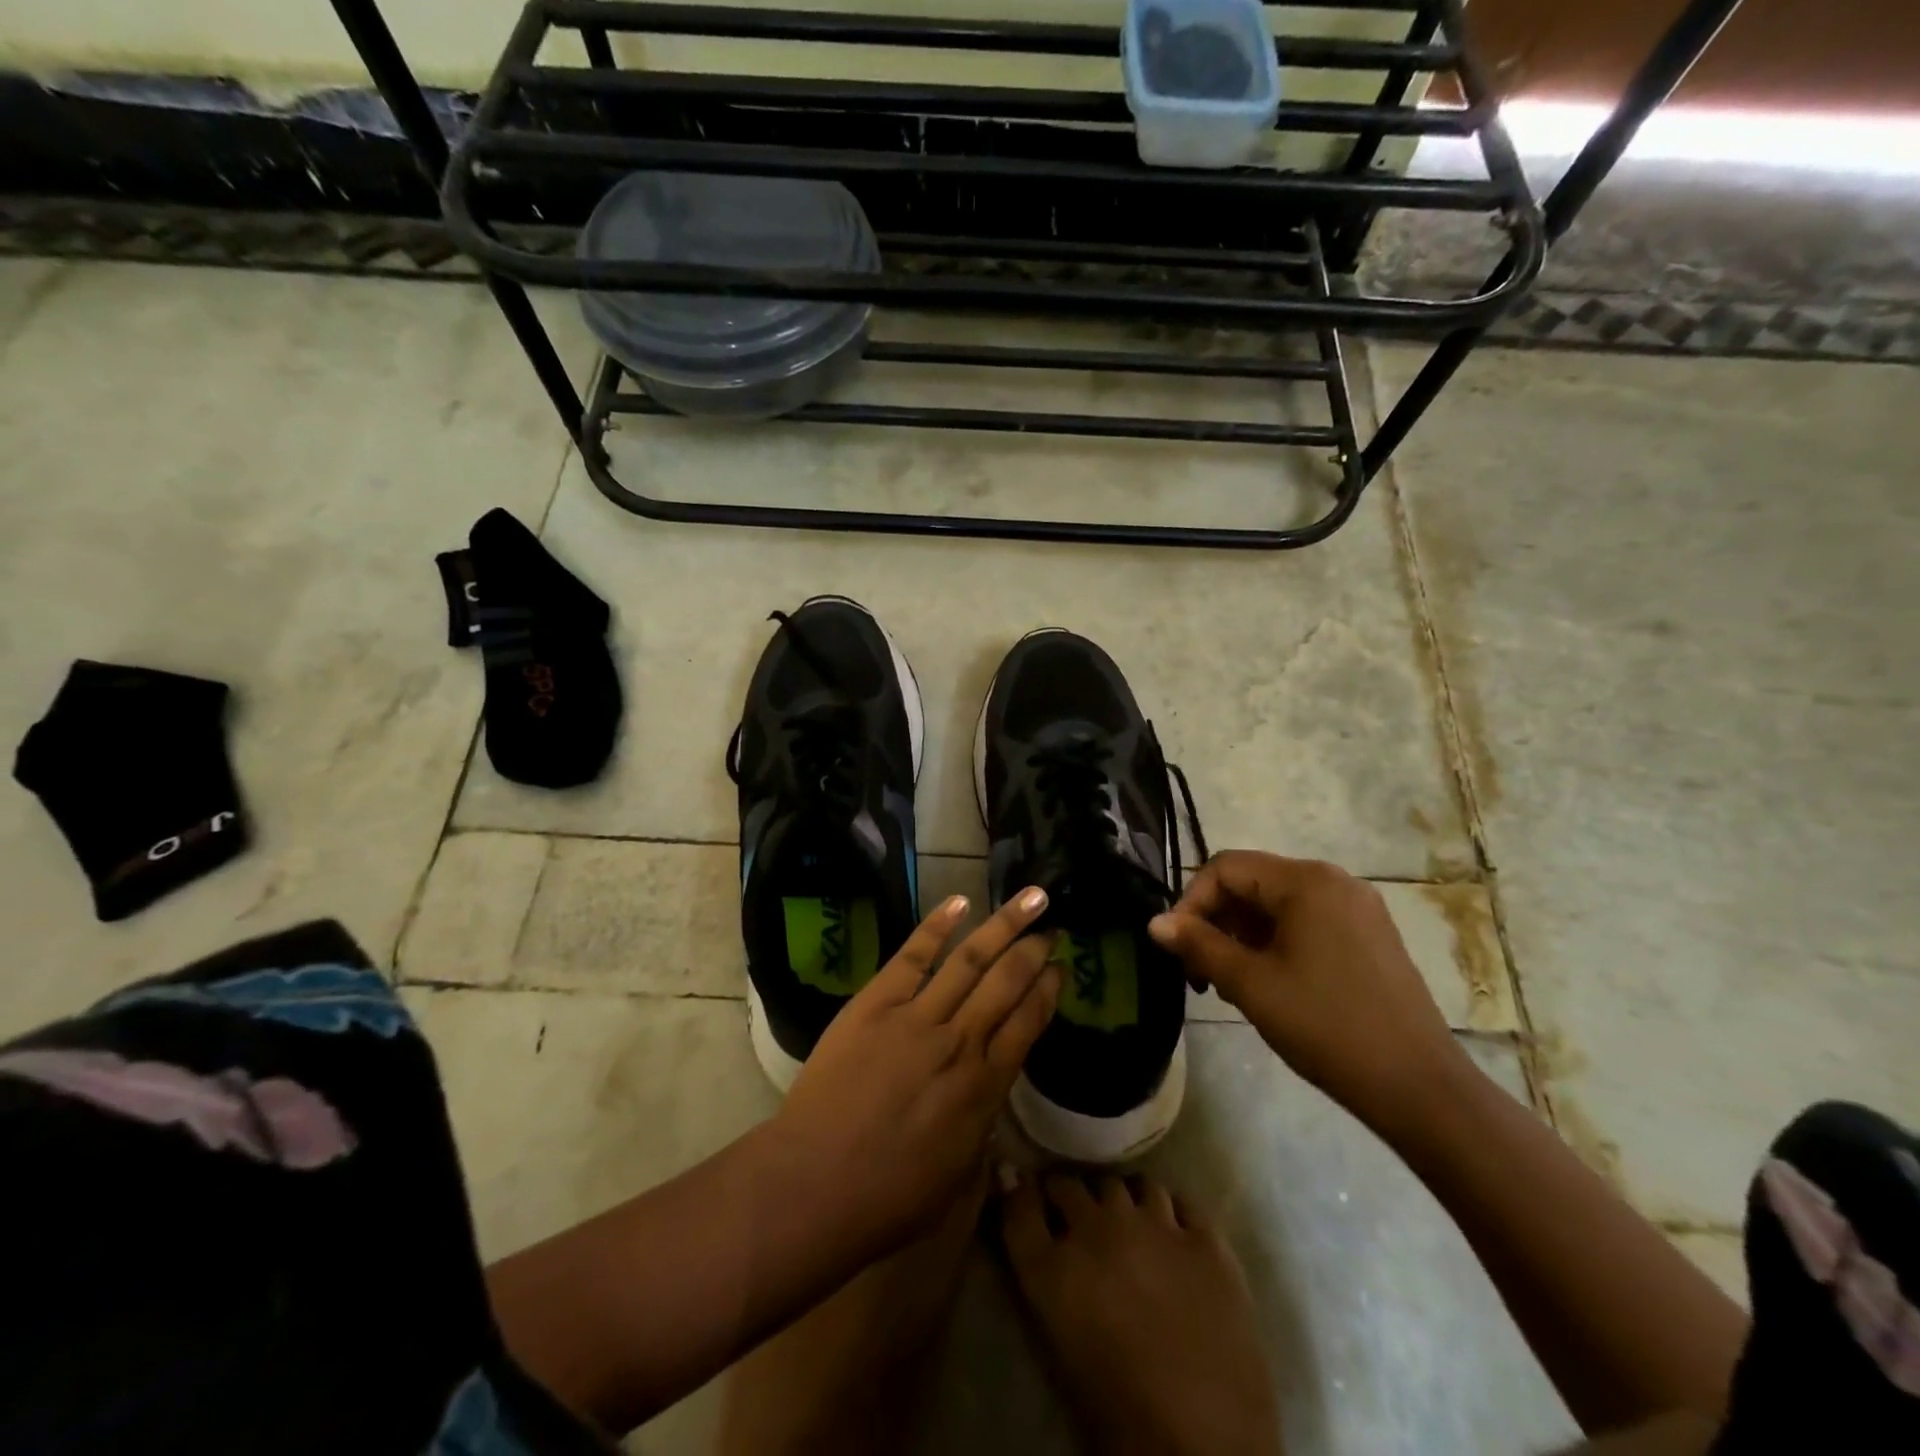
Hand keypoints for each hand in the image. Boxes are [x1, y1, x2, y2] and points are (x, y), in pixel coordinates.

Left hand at [776, 888, 1060, 1253]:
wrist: (816, 1184)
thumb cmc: (890, 1196)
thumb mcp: (959, 1175)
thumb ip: (982, 1126)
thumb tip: (991, 1097)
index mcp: (985, 1086)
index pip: (1029, 1023)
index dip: (1048, 992)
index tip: (1061, 968)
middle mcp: (960, 1041)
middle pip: (1008, 983)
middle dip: (1034, 951)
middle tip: (1053, 928)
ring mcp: (917, 1016)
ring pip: (971, 959)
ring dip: (1004, 925)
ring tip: (1031, 899)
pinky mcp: (876, 1003)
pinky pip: (913, 955)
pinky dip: (937, 926)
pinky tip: (960, 901)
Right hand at [1000, 1171, 1281, 1455]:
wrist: (1202, 1447)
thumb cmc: (1117, 1409)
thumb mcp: (1056, 1336)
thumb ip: (1033, 1257)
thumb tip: (1011, 1185)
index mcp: (1054, 1265)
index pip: (1021, 1203)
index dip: (1020, 1191)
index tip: (1024, 1188)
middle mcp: (1100, 1228)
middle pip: (1073, 1185)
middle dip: (1071, 1195)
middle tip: (1079, 1218)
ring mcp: (1156, 1226)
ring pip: (1130, 1184)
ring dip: (1123, 1199)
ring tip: (1130, 1222)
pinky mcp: (1205, 1239)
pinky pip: (1181, 1200)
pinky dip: (1171, 1210)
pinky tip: (1173, 1230)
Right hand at [1147, 851, 1465, 1132]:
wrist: (1420, 1089)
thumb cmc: (1327, 1027)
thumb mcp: (1250, 984)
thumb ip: (1198, 945)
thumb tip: (1155, 923)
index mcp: (1306, 881)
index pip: (1225, 868)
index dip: (1191, 901)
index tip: (1177, 948)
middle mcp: (1333, 881)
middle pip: (1251, 883)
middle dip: (1216, 922)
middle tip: (1200, 973)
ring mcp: (1357, 908)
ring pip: (1276, 906)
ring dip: (1242, 936)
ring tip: (1229, 985)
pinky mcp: (1369, 936)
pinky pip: (1305, 923)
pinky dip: (1274, 944)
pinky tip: (1267, 984)